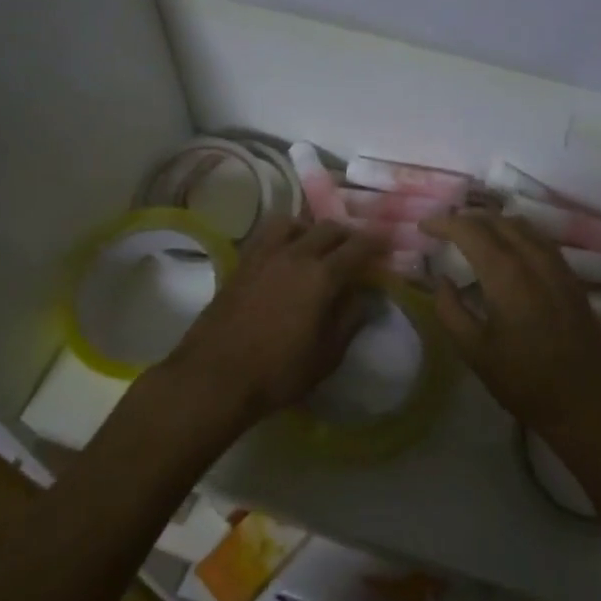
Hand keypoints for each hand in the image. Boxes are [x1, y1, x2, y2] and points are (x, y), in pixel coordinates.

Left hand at [162, 216, 382, 426]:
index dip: (376, 241)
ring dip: (311, 228)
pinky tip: (284, 255)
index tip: (387, 240)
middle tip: (356, 247)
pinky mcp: (241, 264)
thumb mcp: (327, 355)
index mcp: (322, 276)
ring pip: (294, 222)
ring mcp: (264, 256)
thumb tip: (364, 297)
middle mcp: (295, 255)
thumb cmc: (278, 372)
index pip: (357, 247)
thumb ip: (350, 320)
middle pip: (328, 228)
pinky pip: (267, 235)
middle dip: (347, 233)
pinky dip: (284, 236)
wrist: (214, 377)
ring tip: (315, 245)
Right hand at [421, 212, 600, 447]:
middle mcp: (533, 257)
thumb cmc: (525, 380)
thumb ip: (451, 310)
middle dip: (467, 218)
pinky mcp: (570, 276)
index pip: (470, 230)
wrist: (587, 401)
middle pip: (496, 219)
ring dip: (492, 222)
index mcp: (506, 273)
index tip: (424, 226)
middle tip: (444, 229)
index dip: (444, 223)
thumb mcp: (475, 352)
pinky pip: (538, 238)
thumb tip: (441, 280)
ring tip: (472, 234)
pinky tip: (507, 250)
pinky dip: (515, 233)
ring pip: (520, 224)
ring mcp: (557, 264)